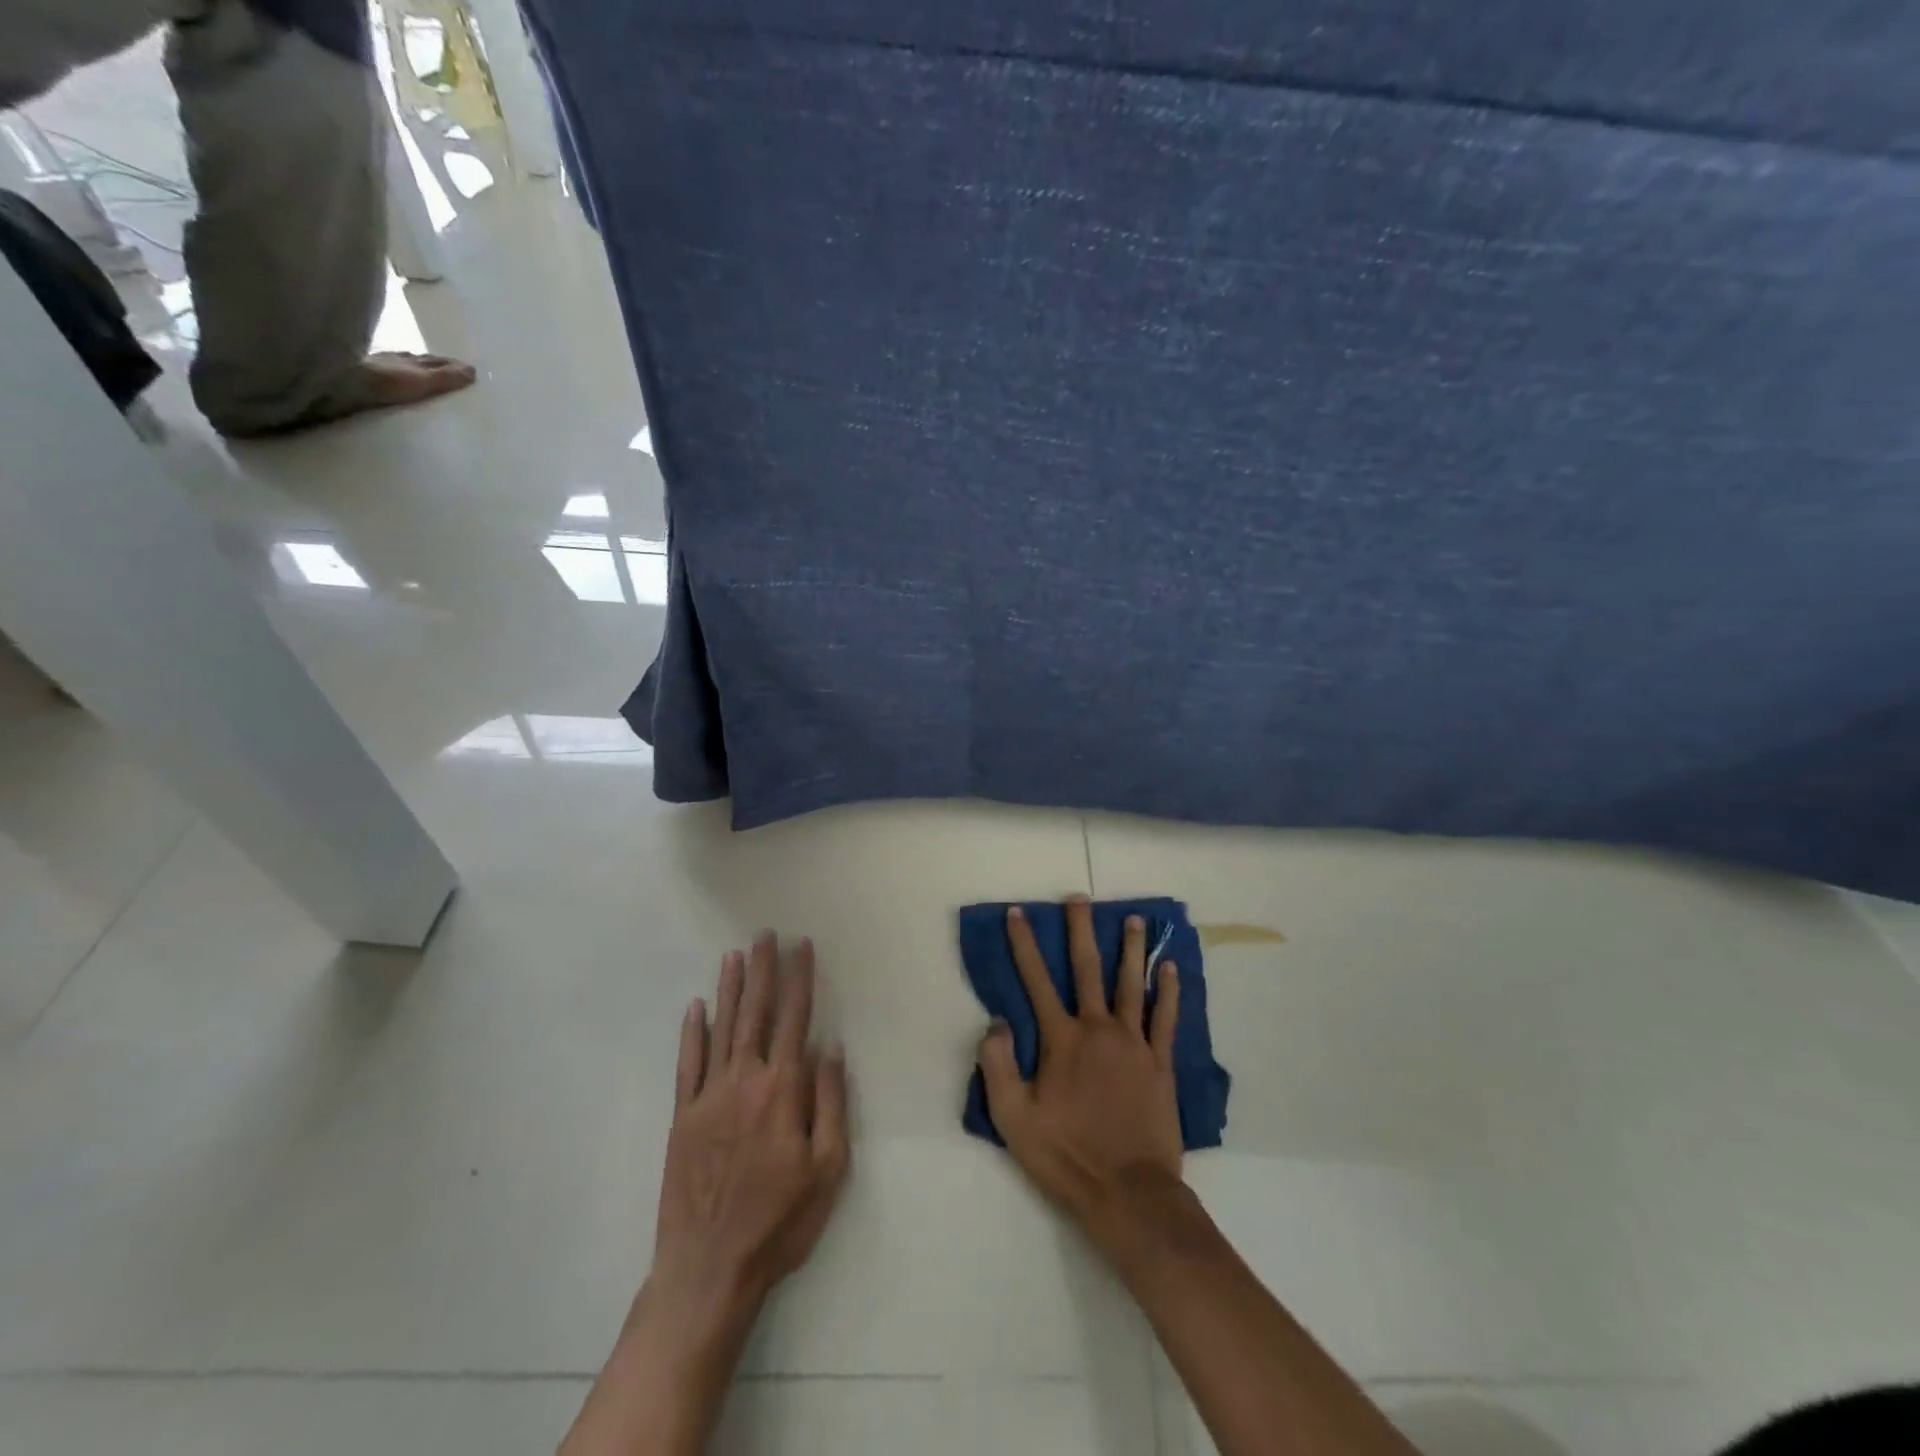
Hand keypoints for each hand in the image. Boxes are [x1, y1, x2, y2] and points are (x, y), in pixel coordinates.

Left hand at [648, 933, 850, 1324]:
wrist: (708, 1269)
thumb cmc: (779, 1221)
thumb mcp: (827, 1168)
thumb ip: (829, 1102)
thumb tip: (829, 1047)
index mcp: (782, 1090)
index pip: (794, 1019)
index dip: (800, 980)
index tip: (802, 946)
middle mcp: (743, 1081)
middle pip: (756, 1013)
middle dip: (763, 970)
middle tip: (765, 935)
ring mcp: (708, 1097)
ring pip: (721, 1029)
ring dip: (729, 989)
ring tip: (735, 955)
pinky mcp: (682, 1118)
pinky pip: (687, 1064)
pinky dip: (692, 1032)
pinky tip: (696, 1007)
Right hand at [976, 896, 1183, 1256]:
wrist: (1129, 1193)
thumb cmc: (1066, 1156)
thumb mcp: (1013, 1119)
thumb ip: (997, 1066)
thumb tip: (996, 1021)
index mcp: (1061, 1040)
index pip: (1036, 980)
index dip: (1025, 944)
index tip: (1019, 913)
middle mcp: (1098, 1029)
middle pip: (1087, 968)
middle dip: (1080, 930)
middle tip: (1080, 898)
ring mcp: (1134, 1043)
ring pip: (1131, 984)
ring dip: (1131, 949)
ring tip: (1135, 919)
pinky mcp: (1160, 1063)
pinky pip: (1166, 1018)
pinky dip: (1168, 991)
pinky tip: (1170, 968)